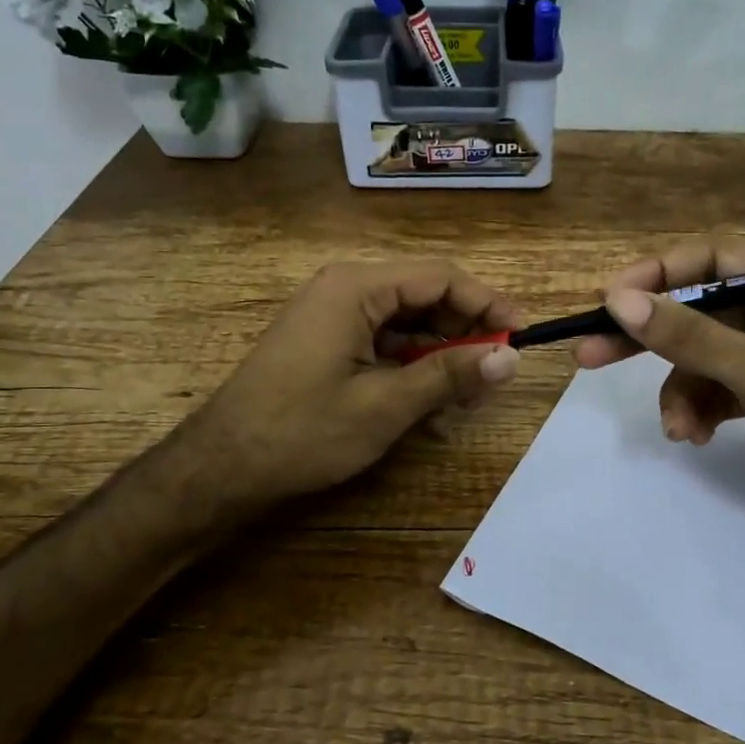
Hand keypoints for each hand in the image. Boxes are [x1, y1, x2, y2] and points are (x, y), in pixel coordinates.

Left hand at [184, 259, 520, 505]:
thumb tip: (510, 357)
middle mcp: (345, 288)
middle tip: (498, 369)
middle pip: (424, 294)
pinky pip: (384, 339)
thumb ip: (450, 374)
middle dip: (466, 329)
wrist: (223, 466)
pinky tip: (433, 394)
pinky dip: (413, 362)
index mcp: (356, 287)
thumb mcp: (385, 405)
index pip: (440, 277)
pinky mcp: (327, 340)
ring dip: (442, 349)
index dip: (487, 303)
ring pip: (407, 319)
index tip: (521, 335)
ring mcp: (333, 314)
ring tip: (471, 389)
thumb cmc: (302, 431)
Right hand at [575, 239, 744, 540]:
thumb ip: (694, 337)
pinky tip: (694, 436)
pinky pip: (712, 386)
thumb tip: (620, 301)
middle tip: (589, 353)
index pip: (714, 261)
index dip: (658, 275)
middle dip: (649, 336)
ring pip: (699, 354)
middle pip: (698, 308)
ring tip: (677, 429)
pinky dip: (697, 409)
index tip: (609, 301)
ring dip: (679, 390)